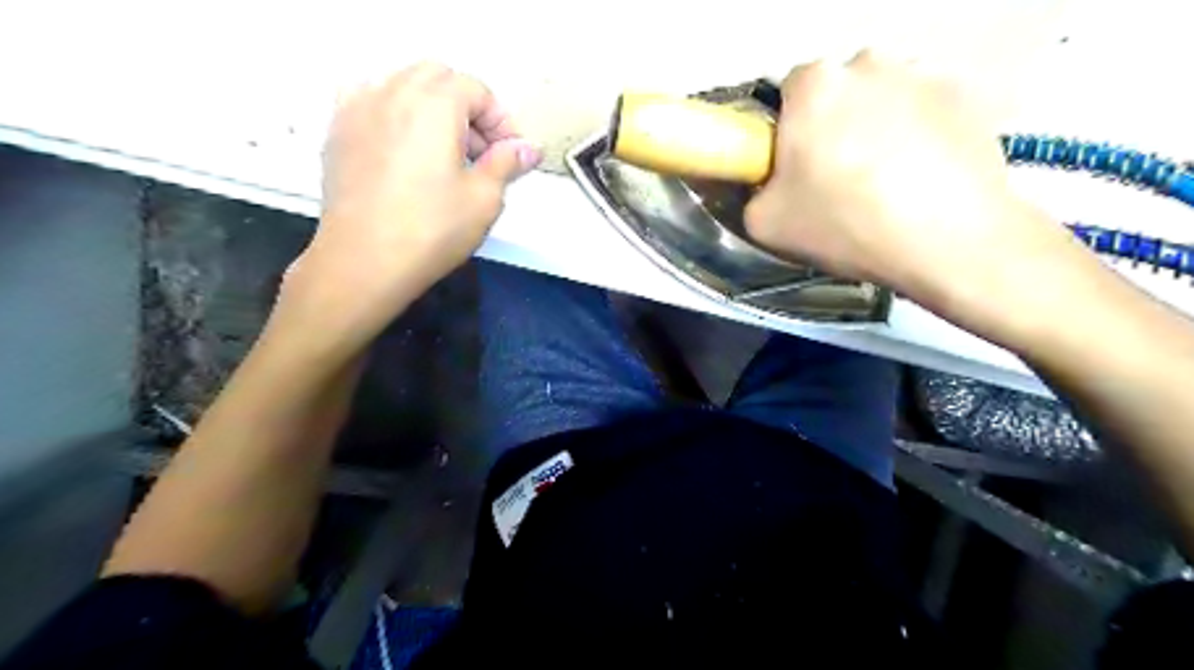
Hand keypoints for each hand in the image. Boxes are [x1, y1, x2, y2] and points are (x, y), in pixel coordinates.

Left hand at [279, 61, 540, 345]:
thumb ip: (507, 163)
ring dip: (432, 106)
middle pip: (439, 78)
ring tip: (443, 151)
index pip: (477, 90)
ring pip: (402, 83)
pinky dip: (394, 110)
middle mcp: (392, 92)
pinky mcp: (338, 131)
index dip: (501, 120)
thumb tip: (527, 148)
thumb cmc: (431, 231)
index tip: (511, 154)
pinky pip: (369, 99)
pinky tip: (402, 145)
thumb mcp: (484, 199)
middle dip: (467, 108)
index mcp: (434, 104)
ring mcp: (358, 108)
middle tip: (481, 152)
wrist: (364, 261)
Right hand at [743, 50, 1083, 322]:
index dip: (789, 133)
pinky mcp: (968, 95)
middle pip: (838, 93)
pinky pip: (925, 112)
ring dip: (877, 129)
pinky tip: (921, 179)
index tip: (799, 168)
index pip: (788, 94)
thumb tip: (770, 182)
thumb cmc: (846, 224)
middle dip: (834, 127)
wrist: (947, 241)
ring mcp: (924, 74)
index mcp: (814, 85)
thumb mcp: (765, 223)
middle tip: (839, 180)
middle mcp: (869, 62)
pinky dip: (919, 136)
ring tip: (886, 184)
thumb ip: (753, 190)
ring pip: (883, 100)